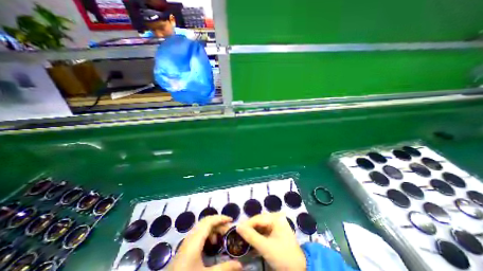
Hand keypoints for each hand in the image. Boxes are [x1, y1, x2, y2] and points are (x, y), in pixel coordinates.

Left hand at [168, 216, 241, 270]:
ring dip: (213, 228)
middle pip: (206, 221)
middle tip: (228, 230)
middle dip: (218, 222)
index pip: (209, 221)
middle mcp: (190, 237)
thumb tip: (240, 265)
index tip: (231, 220)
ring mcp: (187, 241)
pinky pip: (199, 233)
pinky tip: (211, 244)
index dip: (221, 218)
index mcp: (195, 241)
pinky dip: (208, 233)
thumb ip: (224, 269)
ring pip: (202, 226)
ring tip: (221, 237)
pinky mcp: (185, 246)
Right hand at [237, 214, 304, 270]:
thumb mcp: (265, 247)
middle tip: (239, 235)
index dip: (247, 224)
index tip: (236, 230)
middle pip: (259, 221)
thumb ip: (250, 236)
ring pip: (261, 226)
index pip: (258, 218)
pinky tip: (252, 242)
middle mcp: (276, 218)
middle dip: (249, 228)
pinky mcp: (276, 232)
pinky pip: (264, 232)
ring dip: (253, 233)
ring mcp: (277, 225)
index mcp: (276, 218)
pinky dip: (258, 236)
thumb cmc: (283, 257)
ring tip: (243, 238)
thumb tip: (237, 226)